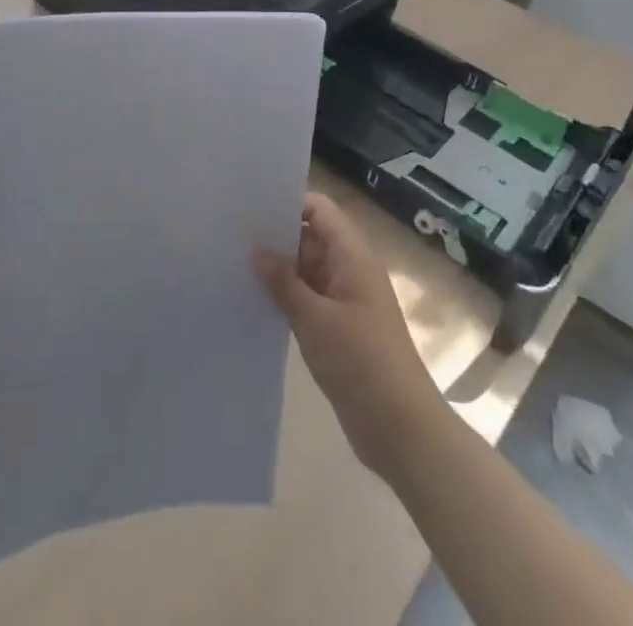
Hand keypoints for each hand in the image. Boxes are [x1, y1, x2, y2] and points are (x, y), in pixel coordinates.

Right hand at [254, 193, 445, 479]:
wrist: (402, 430)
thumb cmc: (362, 363)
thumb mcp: (316, 320)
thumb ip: (283, 282)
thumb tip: (256, 248)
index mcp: (353, 257)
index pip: (320, 210)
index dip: (289, 202)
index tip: (251, 205)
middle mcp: (349, 271)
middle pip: (310, 237)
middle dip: (276, 235)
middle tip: (231, 233)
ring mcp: (344, 301)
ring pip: (306, 270)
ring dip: (277, 269)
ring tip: (233, 262)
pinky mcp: (338, 329)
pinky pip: (307, 299)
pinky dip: (285, 296)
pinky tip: (253, 299)